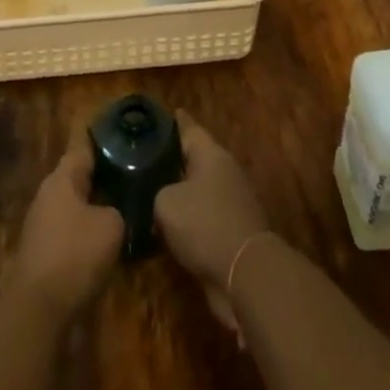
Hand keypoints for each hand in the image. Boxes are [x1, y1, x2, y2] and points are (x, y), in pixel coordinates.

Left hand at [6, 136, 124, 318]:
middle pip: (79, 177)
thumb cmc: (75, 255)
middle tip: (132, 174)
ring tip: (125, 208)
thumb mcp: (111, 227)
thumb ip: (119, 210)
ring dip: (96, 206)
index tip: (122, 135)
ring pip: (75, 206)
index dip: (103, 140)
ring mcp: (42, 224)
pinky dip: (88, 232)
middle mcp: (48, 195)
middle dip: (103, 176)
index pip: (84, 147)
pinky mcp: (42, 253)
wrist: (37, 310)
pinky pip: (70, 231)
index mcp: (62, 178)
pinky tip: (108, 242)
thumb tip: (117, 212)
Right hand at [155, 112, 270, 291]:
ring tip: (150, 193)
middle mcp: (224, 171)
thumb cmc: (205, 224)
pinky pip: (204, 216)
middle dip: (172, 158)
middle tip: (144, 158)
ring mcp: (232, 201)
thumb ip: (157, 192)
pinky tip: (165, 227)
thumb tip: (157, 197)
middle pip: (194, 158)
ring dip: (179, 192)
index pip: (189, 128)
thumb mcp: (167, 203)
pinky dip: (187, 220)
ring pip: (198, 189)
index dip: (173, 122)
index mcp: (211, 154)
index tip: (159, 115)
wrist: (245, 273)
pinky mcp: (233, 230)